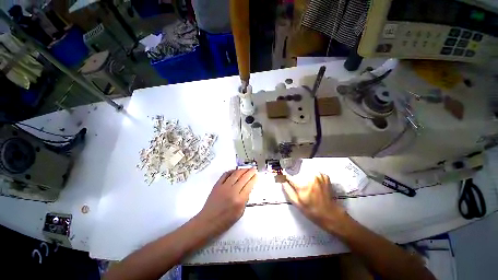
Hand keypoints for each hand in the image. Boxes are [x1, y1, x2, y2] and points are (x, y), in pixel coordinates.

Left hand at [195, 168, 256, 236]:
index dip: (254, 178)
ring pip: (235, 174)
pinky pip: (225, 174)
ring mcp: (224, 187)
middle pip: (243, 177)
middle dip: (250, 172)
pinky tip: (235, 170)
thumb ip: (245, 200)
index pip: (249, 185)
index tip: (256, 175)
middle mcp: (232, 191)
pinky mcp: (217, 185)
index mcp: (239, 200)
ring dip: (242, 170)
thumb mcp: (239, 213)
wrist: (207, 221)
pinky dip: (231, 171)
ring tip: (247, 168)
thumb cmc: (224, 221)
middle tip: (254, 169)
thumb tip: (248, 189)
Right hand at [282, 173, 348, 233]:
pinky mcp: (324, 175)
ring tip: (306, 185)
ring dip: (303, 176)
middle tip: (298, 186)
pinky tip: (312, 184)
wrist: (329, 213)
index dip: (285, 177)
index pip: (289, 176)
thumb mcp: (296, 202)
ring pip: (304, 171)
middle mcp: (311, 178)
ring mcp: (318, 176)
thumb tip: (281, 180)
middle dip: (295, 177)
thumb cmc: (312, 210)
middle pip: (297, 172)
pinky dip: (310, 176)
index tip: (284, 178)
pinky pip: (312, 172)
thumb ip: (287, 190)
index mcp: (303, 185)